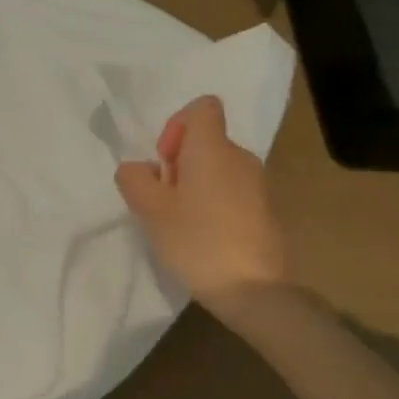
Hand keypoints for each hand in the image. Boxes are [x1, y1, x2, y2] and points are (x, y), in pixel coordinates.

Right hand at [115, 95, 287, 307]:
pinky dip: (212, 204)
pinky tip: (203, 237)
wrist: (255, 291)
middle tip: (164, 199)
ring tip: (180, 222)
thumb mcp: (149, 208)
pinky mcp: (264, 211)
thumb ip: (134, 178)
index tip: (166, 161)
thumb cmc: (197, 240)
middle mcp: (240, 157)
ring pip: (217, 168)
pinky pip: (230, 191)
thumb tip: (139, 169)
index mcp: (213, 148)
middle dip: (179, 162)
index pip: (202, 107)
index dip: (177, 126)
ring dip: (194, 185)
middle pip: (205, 141)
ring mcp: (257, 185)